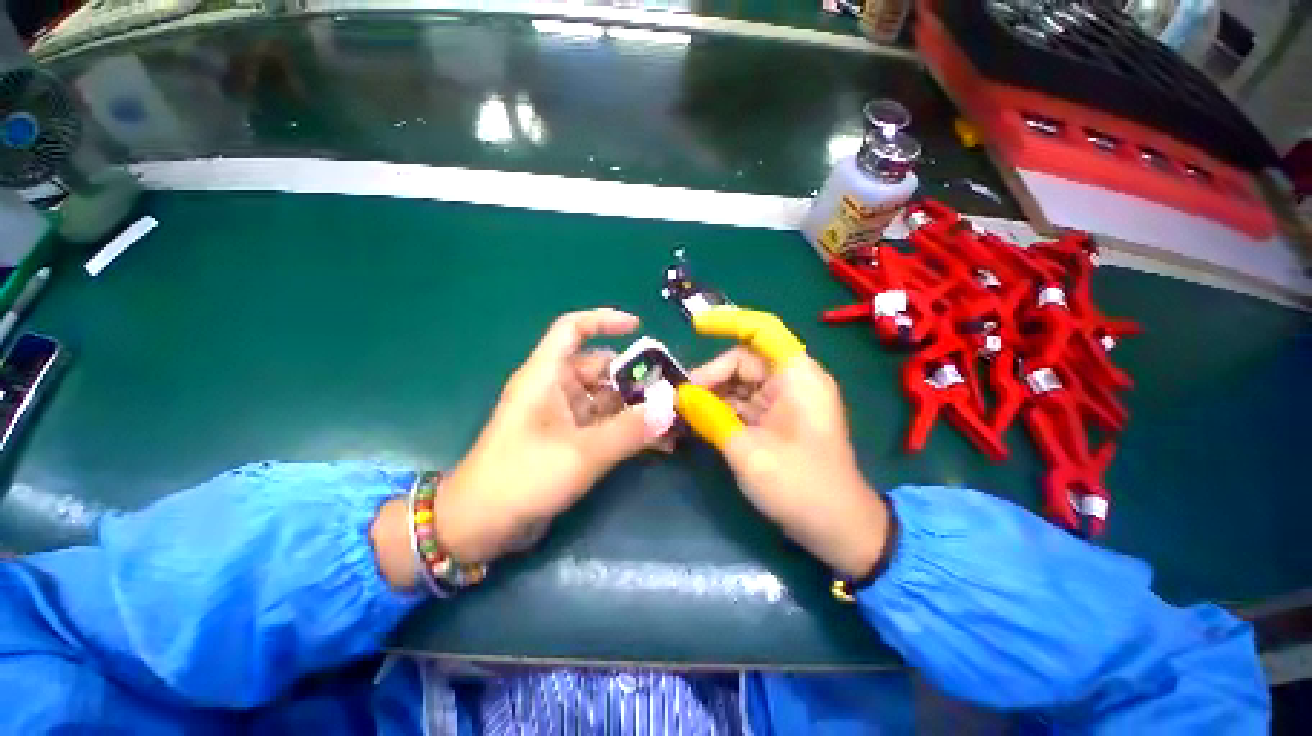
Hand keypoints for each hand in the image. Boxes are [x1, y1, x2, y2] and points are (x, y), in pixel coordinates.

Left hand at [432, 308, 668, 565]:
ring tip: (673, 421)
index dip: (603, 320)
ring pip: (607, 399)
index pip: (572, 329)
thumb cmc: (521, 479)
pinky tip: (659, 444)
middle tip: (671, 391)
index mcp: (546, 375)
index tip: (638, 326)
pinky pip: (606, 424)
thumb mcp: (580, 454)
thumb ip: (628, 431)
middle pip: (601, 368)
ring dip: (637, 408)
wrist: (480, 527)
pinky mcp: (570, 439)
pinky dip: (628, 430)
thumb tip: (670, 408)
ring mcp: (564, 415)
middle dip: (636, 377)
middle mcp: (555, 389)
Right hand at [680, 307, 890, 579]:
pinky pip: (744, 403)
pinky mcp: (777, 419)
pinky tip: (698, 421)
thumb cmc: (799, 487)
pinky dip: (721, 409)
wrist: (838, 529)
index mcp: (796, 377)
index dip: (728, 321)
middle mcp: (792, 381)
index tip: (694, 327)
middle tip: (680, 399)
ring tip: (683, 412)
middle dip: (711, 376)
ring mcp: (785, 401)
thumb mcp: (747, 451)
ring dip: (712, 394)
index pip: (762, 329)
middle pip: (744, 360)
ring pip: (740, 383)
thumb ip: (710, 417)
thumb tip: (680, 394)